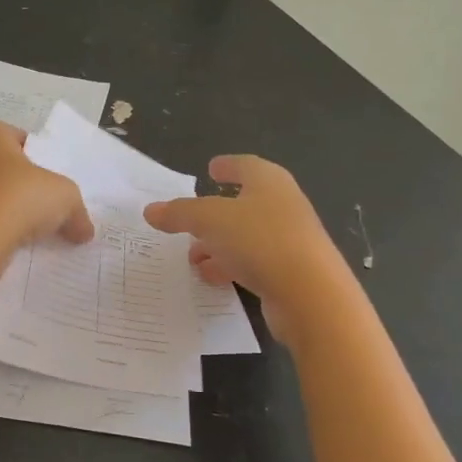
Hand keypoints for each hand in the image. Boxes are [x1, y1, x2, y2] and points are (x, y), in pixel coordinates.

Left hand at [0, 117, 93, 255]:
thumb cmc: (19, 198)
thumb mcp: (65, 197)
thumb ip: (77, 211)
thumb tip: (84, 232)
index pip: (11, 134)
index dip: (31, 151)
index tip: (45, 173)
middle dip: (17, 180)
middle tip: (40, 200)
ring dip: (4, 205)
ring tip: (27, 226)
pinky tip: (9, 241)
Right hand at [144, 155, 347, 345]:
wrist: (310, 296)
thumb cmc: (260, 240)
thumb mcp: (209, 220)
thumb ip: (179, 213)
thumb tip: (150, 210)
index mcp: (269, 182)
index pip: (246, 165)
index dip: (228, 165)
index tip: (211, 168)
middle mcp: (283, 206)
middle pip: (244, 203)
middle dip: (214, 213)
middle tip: (190, 220)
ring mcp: (289, 241)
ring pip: (246, 237)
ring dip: (218, 245)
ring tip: (192, 258)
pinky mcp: (290, 273)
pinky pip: (253, 263)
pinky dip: (230, 266)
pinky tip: (211, 278)